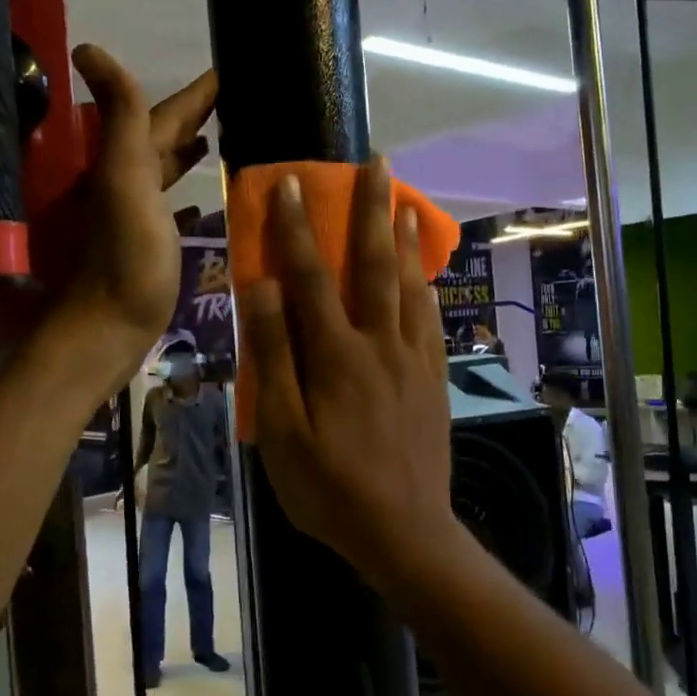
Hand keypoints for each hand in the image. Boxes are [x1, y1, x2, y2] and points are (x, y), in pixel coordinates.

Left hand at [53, 44, 216, 391]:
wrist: (107, 330)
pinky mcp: (151, 247)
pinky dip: (188, 197)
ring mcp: (140, 216)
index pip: (167, 114)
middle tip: (239, 100)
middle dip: (198, 116)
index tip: (232, 69)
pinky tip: (206, 200)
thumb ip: (121, 119)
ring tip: (224, 138)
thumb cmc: (127, 259)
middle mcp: (131, 182)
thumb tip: (90, 47)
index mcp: (129, 162)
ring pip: (168, 171)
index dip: (198, 92)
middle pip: (166, 138)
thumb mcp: (125, 181)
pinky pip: (173, 209)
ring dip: (191, 152)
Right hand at [240, 158, 453, 583]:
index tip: (291, 182)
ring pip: (409, 286)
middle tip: (376, 163)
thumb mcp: (283, 430)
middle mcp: (379, 344)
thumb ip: (275, 356)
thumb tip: (264, 288)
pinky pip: (430, 321)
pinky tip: (425, 275)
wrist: (404, 532)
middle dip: (371, 210)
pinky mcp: (432, 380)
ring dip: (403, 239)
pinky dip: (425, 287)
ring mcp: (412, 360)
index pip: (310, 277)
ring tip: (403, 202)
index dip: (296, 228)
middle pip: (373, 265)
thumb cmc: (329, 488)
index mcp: (336, 355)